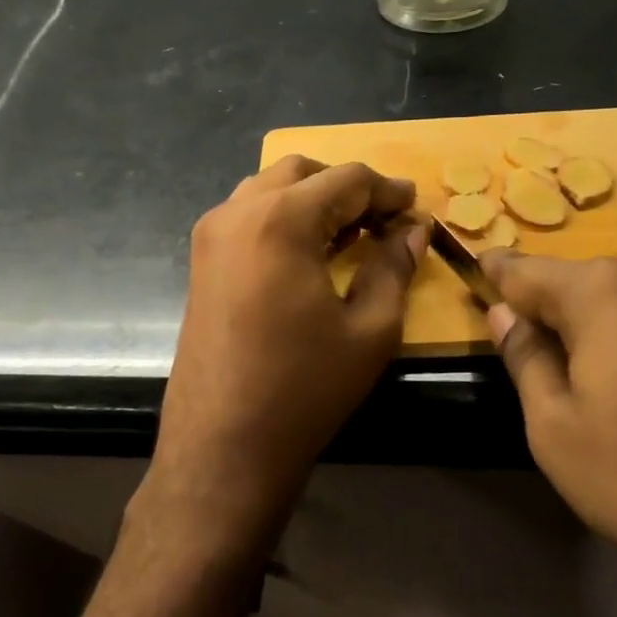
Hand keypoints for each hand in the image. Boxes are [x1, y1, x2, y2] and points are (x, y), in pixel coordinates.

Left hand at [147, 156, 426, 558]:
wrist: (224, 443)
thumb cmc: (304, 387)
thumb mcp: (369, 329)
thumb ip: (394, 267)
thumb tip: (412, 232)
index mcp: (281, 219)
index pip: (346, 179)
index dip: (387, 190)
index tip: (415, 208)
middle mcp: (237, 212)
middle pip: (301, 173)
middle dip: (347, 188)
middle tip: (384, 220)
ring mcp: (211, 236)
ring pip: (269, 190)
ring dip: (312, 200)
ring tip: (349, 234)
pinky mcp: (200, 262)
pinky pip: (248, 217)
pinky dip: (283, 219)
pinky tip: (309, 253)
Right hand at [479, 251, 616, 615]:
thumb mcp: (558, 431)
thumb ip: (526, 360)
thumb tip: (505, 316)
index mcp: (607, 294)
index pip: (530, 271)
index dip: (500, 274)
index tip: (480, 271)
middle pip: (592, 288)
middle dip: (561, 314)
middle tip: (543, 358)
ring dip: (615, 338)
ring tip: (611, 397)